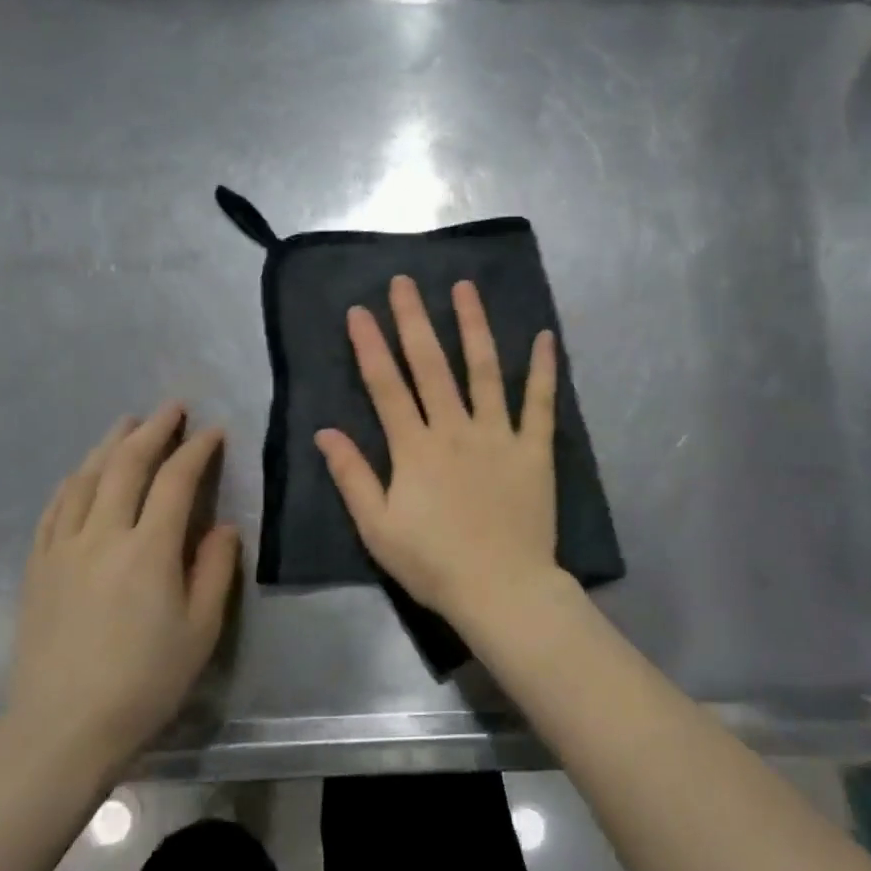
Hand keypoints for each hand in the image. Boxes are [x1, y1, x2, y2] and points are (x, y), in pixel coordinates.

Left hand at [8, 404, 238, 778]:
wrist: (61, 728)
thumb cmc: (144, 681)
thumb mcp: (201, 630)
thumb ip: (215, 570)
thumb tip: (222, 527)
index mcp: (149, 550)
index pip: (176, 481)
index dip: (197, 449)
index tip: (214, 431)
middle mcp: (103, 536)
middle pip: (127, 465)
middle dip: (153, 430)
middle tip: (172, 407)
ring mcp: (62, 549)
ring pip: (86, 478)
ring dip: (110, 444)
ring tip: (128, 423)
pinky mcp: (36, 567)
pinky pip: (55, 508)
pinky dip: (74, 480)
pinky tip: (82, 472)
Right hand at [315, 276, 560, 630]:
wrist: (500, 589)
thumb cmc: (433, 564)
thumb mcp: (378, 528)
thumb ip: (353, 477)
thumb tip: (325, 433)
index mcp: (415, 448)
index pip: (386, 386)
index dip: (371, 346)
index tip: (360, 311)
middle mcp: (455, 429)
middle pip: (431, 365)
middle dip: (415, 320)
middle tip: (405, 281)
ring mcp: (499, 435)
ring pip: (484, 370)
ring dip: (473, 326)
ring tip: (465, 288)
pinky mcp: (534, 449)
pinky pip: (540, 403)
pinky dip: (543, 369)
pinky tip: (545, 337)